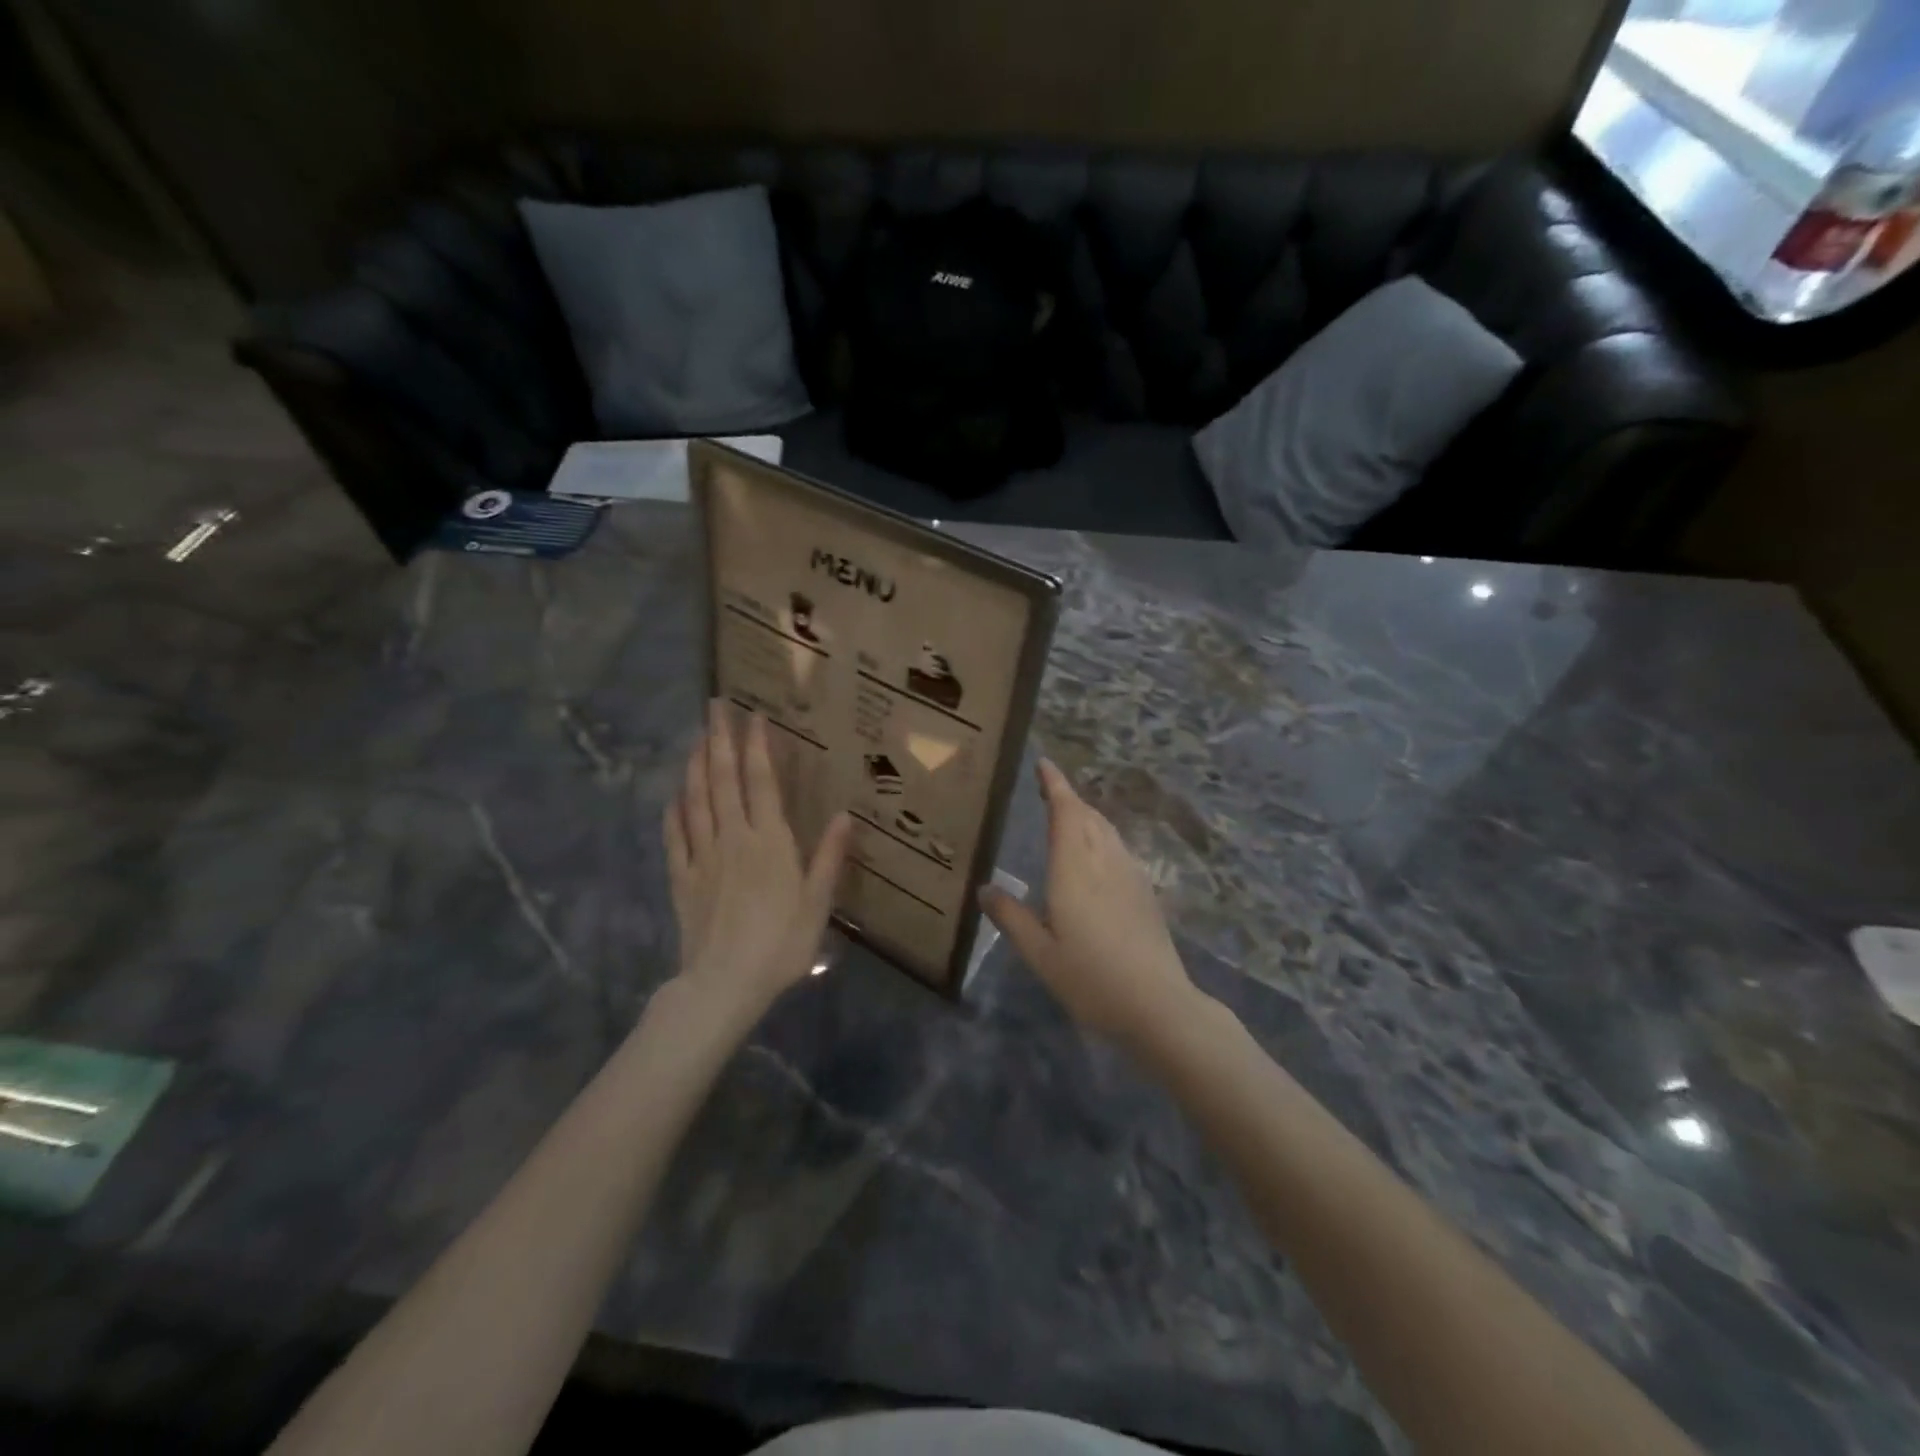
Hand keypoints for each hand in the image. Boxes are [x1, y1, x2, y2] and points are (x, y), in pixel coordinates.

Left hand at [663, 701, 852, 1021]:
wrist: (724, 984)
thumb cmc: (781, 944)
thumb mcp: (818, 904)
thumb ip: (828, 857)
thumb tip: (845, 814)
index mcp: (769, 841)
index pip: (762, 782)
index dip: (757, 747)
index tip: (755, 716)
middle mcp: (733, 837)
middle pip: (723, 779)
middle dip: (719, 740)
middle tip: (715, 706)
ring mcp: (703, 856)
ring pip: (696, 799)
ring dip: (695, 764)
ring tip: (696, 737)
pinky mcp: (682, 878)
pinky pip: (675, 836)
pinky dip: (674, 810)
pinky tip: (674, 795)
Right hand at [981, 759, 1199, 1049]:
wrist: (1159, 1005)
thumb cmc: (1091, 979)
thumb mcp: (1040, 954)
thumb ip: (1011, 917)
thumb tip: (984, 888)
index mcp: (1075, 869)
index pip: (1066, 811)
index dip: (1055, 784)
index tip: (1043, 763)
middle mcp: (1104, 861)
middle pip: (1087, 815)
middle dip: (1067, 796)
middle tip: (1046, 788)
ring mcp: (1130, 874)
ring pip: (1106, 829)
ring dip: (1085, 814)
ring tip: (1067, 814)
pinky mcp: (1145, 891)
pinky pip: (1118, 847)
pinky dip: (1100, 835)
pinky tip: (1095, 855)